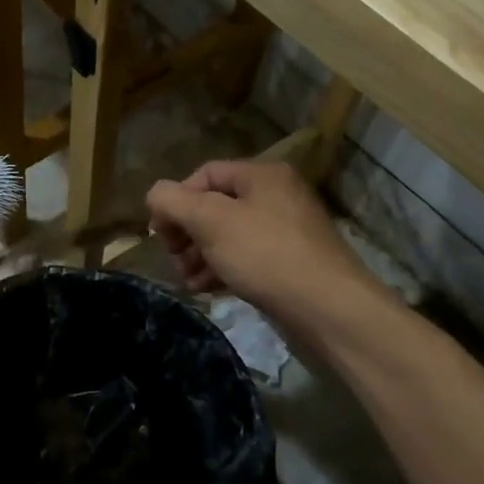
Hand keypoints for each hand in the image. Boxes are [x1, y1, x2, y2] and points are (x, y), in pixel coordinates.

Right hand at [145, 158, 377, 332]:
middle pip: (215, 205)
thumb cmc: (265, 255)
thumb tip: (155, 195)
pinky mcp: (291, 261)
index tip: (160, 234)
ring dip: (200, 254)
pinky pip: (247, 256)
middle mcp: (276, 195)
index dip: (175, 200)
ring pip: (229, 234)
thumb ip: (173, 202)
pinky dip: (223, 268)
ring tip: (188, 280)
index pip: (204, 175)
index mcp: (261, 175)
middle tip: (174, 259)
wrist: (328, 308)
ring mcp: (286, 230)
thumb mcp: (210, 222)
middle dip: (187, 232)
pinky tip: (208, 288)